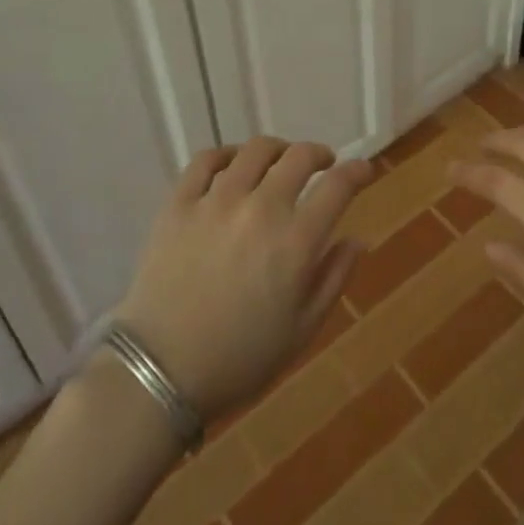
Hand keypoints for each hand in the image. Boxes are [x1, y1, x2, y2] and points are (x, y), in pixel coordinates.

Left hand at [114, 138, 375, 420]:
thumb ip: (333, 278)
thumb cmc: (239, 359)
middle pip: (299, 157)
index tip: (363, 169)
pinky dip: (226, 154)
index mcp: (295, 243)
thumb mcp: (301, 331)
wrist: (160, 373)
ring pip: (255, 150)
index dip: (356, 171)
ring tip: (278, 162)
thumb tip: (356, 239)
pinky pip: (205, 160)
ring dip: (277, 150)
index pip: (337, 187)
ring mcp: (216, 201)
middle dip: (319, 154)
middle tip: (323, 164)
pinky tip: (232, 165)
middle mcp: (260, 209)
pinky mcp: (179, 203)